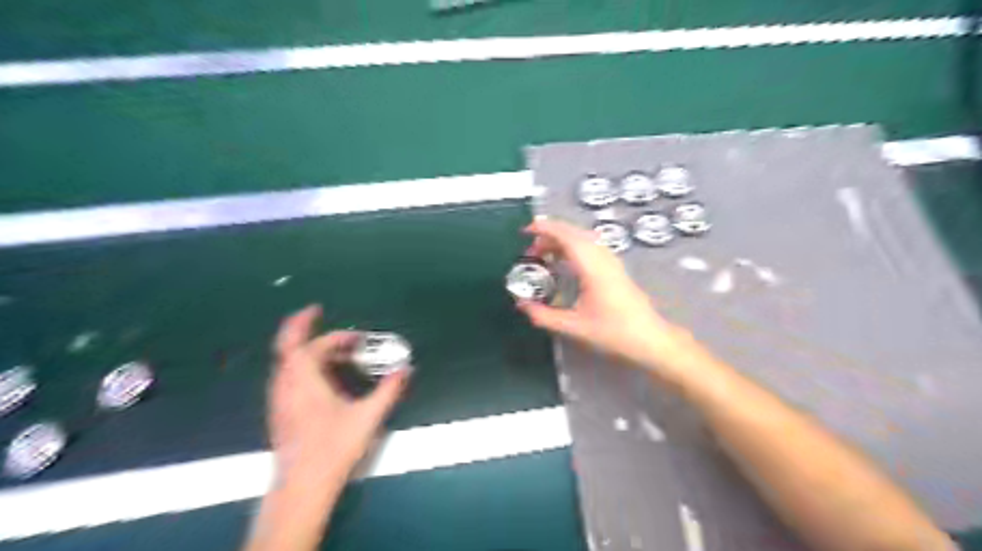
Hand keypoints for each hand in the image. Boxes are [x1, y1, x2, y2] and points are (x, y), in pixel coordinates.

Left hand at [267, 306, 410, 489]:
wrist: (303, 485)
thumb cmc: (334, 447)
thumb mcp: (368, 416)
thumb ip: (388, 390)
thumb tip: (405, 369)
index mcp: (304, 379)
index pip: (315, 345)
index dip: (337, 337)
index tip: (358, 338)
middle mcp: (285, 384)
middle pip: (287, 344)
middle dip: (301, 325)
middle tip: (314, 312)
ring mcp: (278, 398)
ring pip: (285, 361)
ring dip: (305, 347)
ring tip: (331, 351)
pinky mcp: (279, 411)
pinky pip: (286, 375)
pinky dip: (301, 364)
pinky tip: (320, 377)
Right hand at [516, 219, 688, 374]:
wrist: (649, 339)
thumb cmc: (613, 332)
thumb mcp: (573, 327)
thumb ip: (543, 316)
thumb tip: (521, 305)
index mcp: (592, 267)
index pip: (566, 236)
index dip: (544, 229)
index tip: (525, 231)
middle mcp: (603, 257)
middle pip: (574, 232)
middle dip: (550, 234)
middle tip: (531, 249)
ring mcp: (612, 261)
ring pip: (584, 238)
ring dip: (562, 240)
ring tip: (544, 255)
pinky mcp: (616, 268)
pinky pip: (591, 246)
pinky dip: (573, 246)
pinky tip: (565, 263)